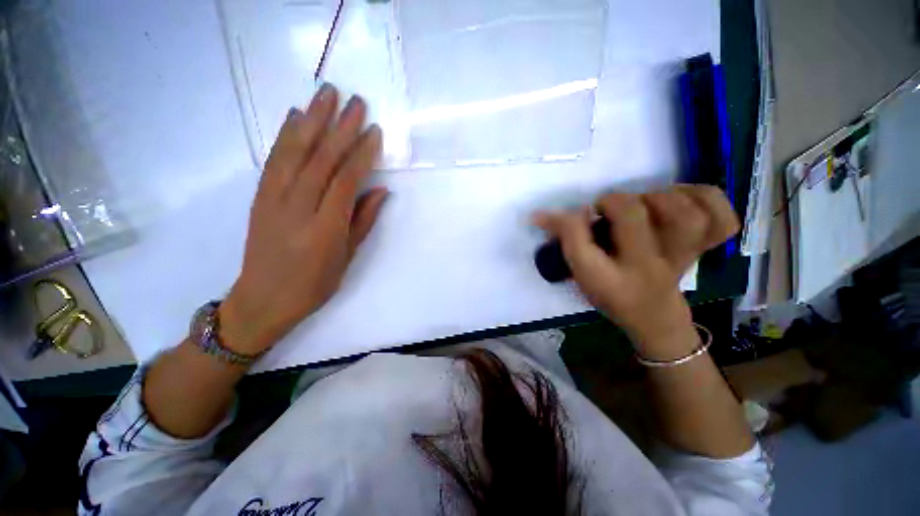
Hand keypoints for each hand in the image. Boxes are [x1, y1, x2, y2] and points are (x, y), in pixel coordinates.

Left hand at [219, 84, 386, 354]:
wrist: (263, 299)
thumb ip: (363, 220)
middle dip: (340, 127)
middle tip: (355, 101)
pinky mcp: (259, 196)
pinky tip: (295, 116)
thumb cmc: (314, 284)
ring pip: (295, 152)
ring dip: (312, 120)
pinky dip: (286, 135)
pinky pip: (274, 159)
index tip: (374, 131)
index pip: (345, 180)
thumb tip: (380, 190)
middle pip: (321, 159)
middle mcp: (298, 207)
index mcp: (325, 228)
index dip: (361, 154)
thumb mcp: (347, 257)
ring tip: (326, 93)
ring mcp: (273, 199)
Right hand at [533, 185, 738, 356]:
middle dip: (614, 203)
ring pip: (685, 215)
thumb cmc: (611, 293)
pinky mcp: (705, 248)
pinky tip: (682, 200)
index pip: (582, 242)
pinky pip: (723, 219)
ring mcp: (683, 256)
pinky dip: (705, 199)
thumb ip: (564, 240)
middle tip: (608, 209)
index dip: (568, 219)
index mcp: (609, 278)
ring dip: (660, 198)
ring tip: (646, 204)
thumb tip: (542, 215)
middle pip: (635, 217)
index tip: (566, 214)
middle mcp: (646, 266)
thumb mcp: (580, 272)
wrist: (652, 315)